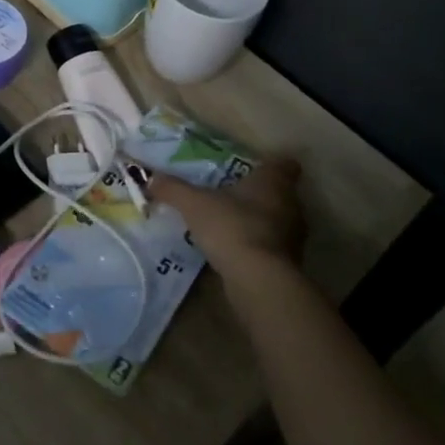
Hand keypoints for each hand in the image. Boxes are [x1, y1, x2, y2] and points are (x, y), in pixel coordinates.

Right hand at [146, 157, 306, 292]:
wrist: (257, 280)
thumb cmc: (232, 227)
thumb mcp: (194, 204)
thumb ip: (173, 189)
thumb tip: (150, 178)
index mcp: (274, 182)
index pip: (283, 164)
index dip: (269, 165)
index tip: (251, 168)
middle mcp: (291, 205)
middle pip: (280, 193)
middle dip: (259, 194)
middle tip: (231, 195)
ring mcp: (294, 236)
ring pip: (277, 220)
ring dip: (259, 222)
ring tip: (229, 224)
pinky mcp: (289, 264)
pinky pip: (272, 247)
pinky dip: (257, 246)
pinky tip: (234, 251)